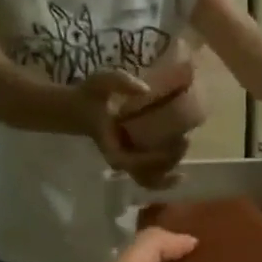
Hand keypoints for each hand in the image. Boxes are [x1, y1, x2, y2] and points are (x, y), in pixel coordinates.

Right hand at [70, 69, 188, 189]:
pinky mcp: (134, 158)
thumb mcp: (101, 82)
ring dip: (169, 169)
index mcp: (111, 146)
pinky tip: (181, 174)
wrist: (78, 108)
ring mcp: (128, 161)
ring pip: (150, 179)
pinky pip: (150, 176)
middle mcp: (120, 159)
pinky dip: (166, 178)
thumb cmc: (89, 96)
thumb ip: (121, 82)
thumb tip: (146, 90)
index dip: (152, 159)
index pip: (131, 162)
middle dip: (168, 161)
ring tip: (184, 146)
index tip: (172, 142)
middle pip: (145, 174)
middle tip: (184, 139)